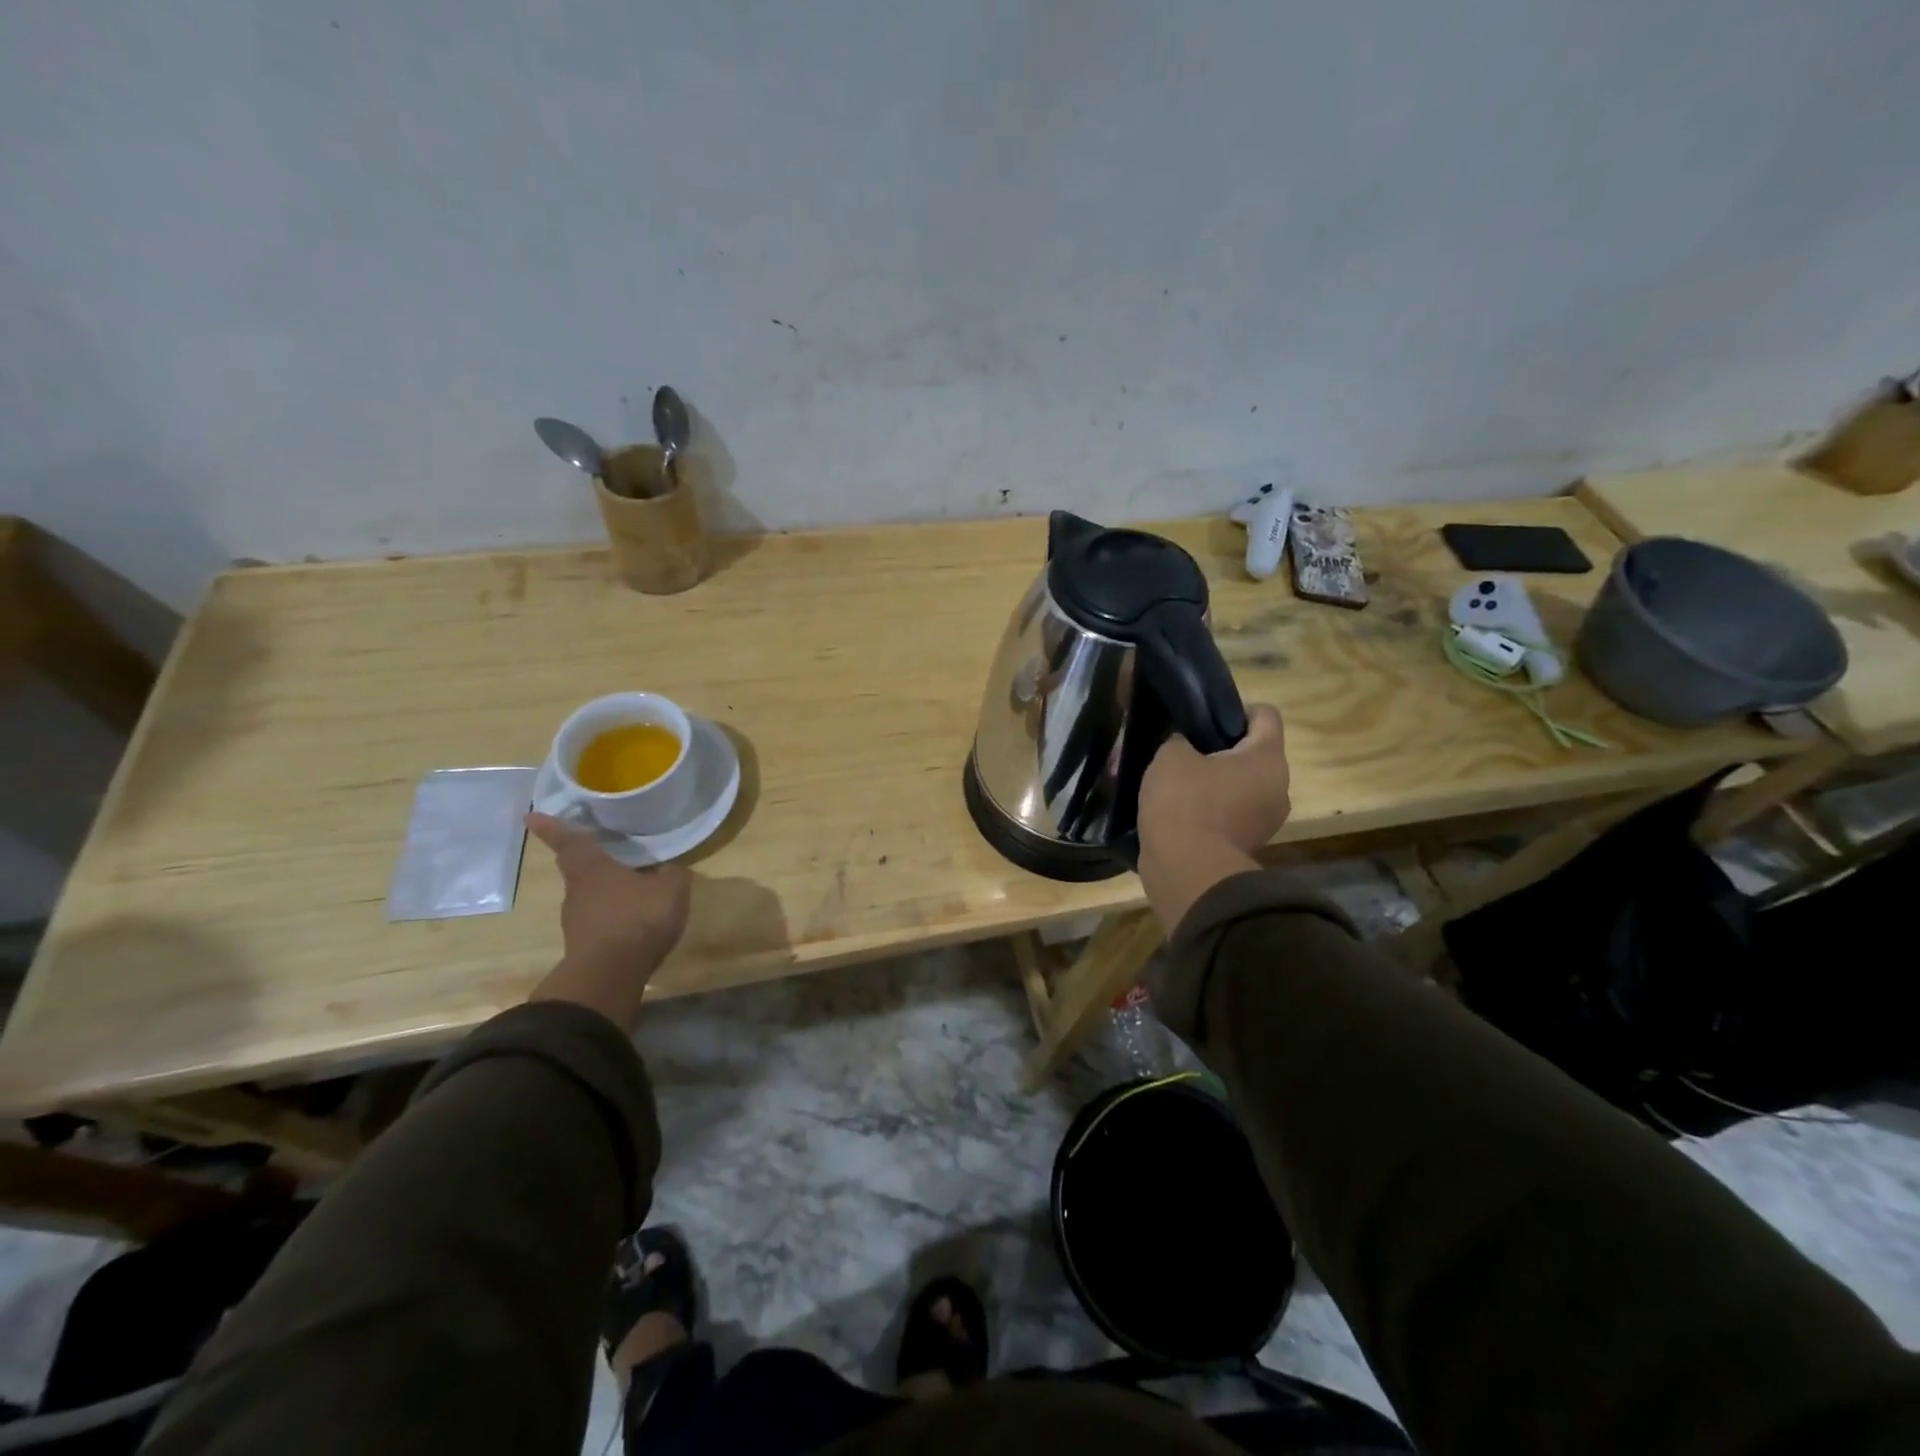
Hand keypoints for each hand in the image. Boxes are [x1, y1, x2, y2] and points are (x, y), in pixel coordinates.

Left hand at [524, 813, 690, 1029]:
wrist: (610, 975)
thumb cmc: (637, 918)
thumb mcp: (670, 889)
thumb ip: (672, 874)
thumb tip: (670, 867)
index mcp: (592, 868)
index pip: (569, 840)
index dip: (552, 827)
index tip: (530, 815)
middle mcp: (577, 890)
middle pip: (579, 869)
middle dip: (593, 861)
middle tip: (610, 853)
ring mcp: (577, 920)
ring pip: (590, 896)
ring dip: (607, 891)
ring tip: (634, 890)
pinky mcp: (584, 944)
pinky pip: (600, 921)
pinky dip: (614, 916)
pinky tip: (635, 920)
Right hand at [1136, 704, 1290, 932]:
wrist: (1187, 872)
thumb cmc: (1185, 803)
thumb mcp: (1170, 755)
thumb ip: (1179, 739)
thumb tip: (1183, 744)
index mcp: (1267, 758)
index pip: (1265, 714)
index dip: (1233, 707)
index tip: (1201, 717)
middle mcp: (1277, 787)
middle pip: (1251, 753)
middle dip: (1217, 748)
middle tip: (1181, 748)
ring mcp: (1265, 820)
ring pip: (1238, 785)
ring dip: (1211, 780)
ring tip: (1173, 780)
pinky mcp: (1245, 844)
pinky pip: (1229, 813)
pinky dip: (1207, 808)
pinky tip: (1176, 808)